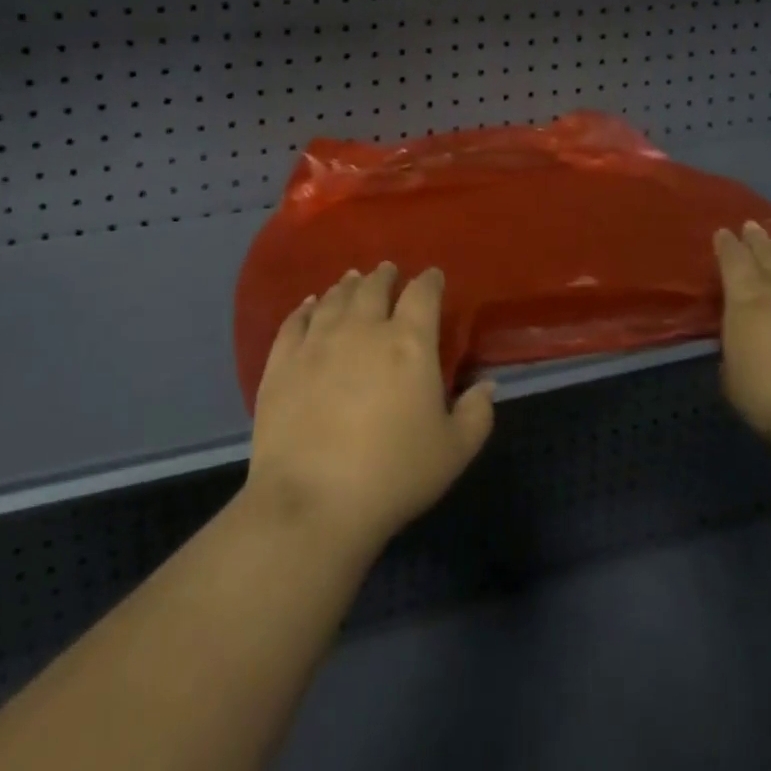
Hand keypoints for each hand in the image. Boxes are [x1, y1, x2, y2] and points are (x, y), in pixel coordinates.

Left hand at [245, 263, 494, 554]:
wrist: (313, 499)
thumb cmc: (393, 475)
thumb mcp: (454, 451)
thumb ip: (477, 413)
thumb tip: (487, 385)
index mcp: (409, 343)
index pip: (423, 294)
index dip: (430, 281)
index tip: (433, 276)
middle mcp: (363, 328)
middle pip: (374, 287)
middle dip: (385, 276)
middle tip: (388, 271)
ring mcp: (318, 340)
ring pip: (336, 298)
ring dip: (348, 285)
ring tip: (353, 279)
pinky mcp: (283, 360)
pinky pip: (296, 321)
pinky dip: (307, 307)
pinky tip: (311, 305)